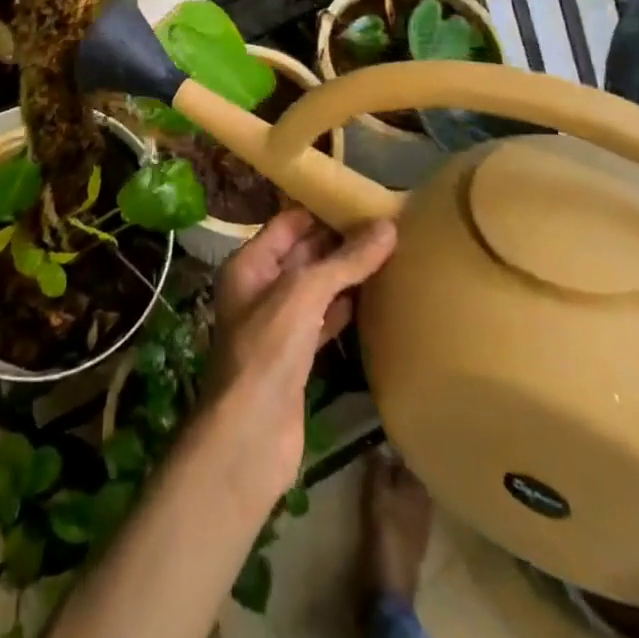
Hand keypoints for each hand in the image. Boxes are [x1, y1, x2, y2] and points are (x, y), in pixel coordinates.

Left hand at [205, 208, 397, 499]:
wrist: (250, 437)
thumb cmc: (267, 352)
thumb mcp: (303, 295)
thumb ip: (344, 262)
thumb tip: (387, 227)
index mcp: (250, 264)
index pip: (288, 223)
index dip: (321, 210)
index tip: (362, 200)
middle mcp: (261, 288)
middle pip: (303, 254)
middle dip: (339, 241)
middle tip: (386, 227)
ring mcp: (278, 324)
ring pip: (315, 288)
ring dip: (345, 274)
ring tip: (389, 255)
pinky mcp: (296, 357)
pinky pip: (323, 320)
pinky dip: (345, 308)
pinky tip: (375, 300)